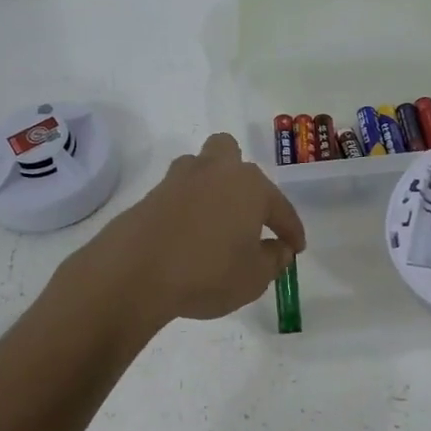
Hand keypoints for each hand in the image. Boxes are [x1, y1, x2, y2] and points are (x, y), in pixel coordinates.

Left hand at [69, 132, 306, 334]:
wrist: (135, 272)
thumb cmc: (207, 272)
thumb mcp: (254, 277)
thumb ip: (273, 260)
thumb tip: (279, 248)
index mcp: (249, 185)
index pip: (279, 206)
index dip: (290, 229)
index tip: (295, 247)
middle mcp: (215, 171)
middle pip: (230, 154)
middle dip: (242, 178)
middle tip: (247, 211)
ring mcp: (178, 180)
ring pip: (200, 168)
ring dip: (210, 187)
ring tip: (215, 221)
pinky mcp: (150, 196)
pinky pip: (177, 194)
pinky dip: (187, 209)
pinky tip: (188, 235)